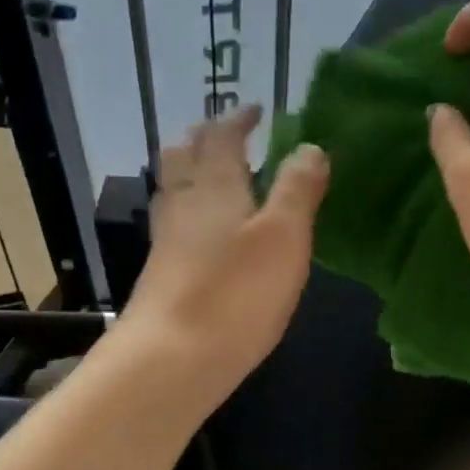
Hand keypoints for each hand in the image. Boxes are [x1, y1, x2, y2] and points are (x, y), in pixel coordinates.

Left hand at [117, 105, 328, 407]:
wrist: (171, 359)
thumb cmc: (236, 293)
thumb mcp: (284, 236)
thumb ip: (297, 189)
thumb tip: (309, 146)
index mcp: (215, 185)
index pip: (222, 136)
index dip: (238, 119)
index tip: (255, 111)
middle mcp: (183, 203)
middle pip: (183, 155)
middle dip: (205, 138)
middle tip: (229, 138)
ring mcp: (166, 240)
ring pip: (173, 189)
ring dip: (192, 172)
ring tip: (217, 177)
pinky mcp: (160, 274)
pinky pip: (174, 224)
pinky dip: (191, 211)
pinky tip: (205, 233)